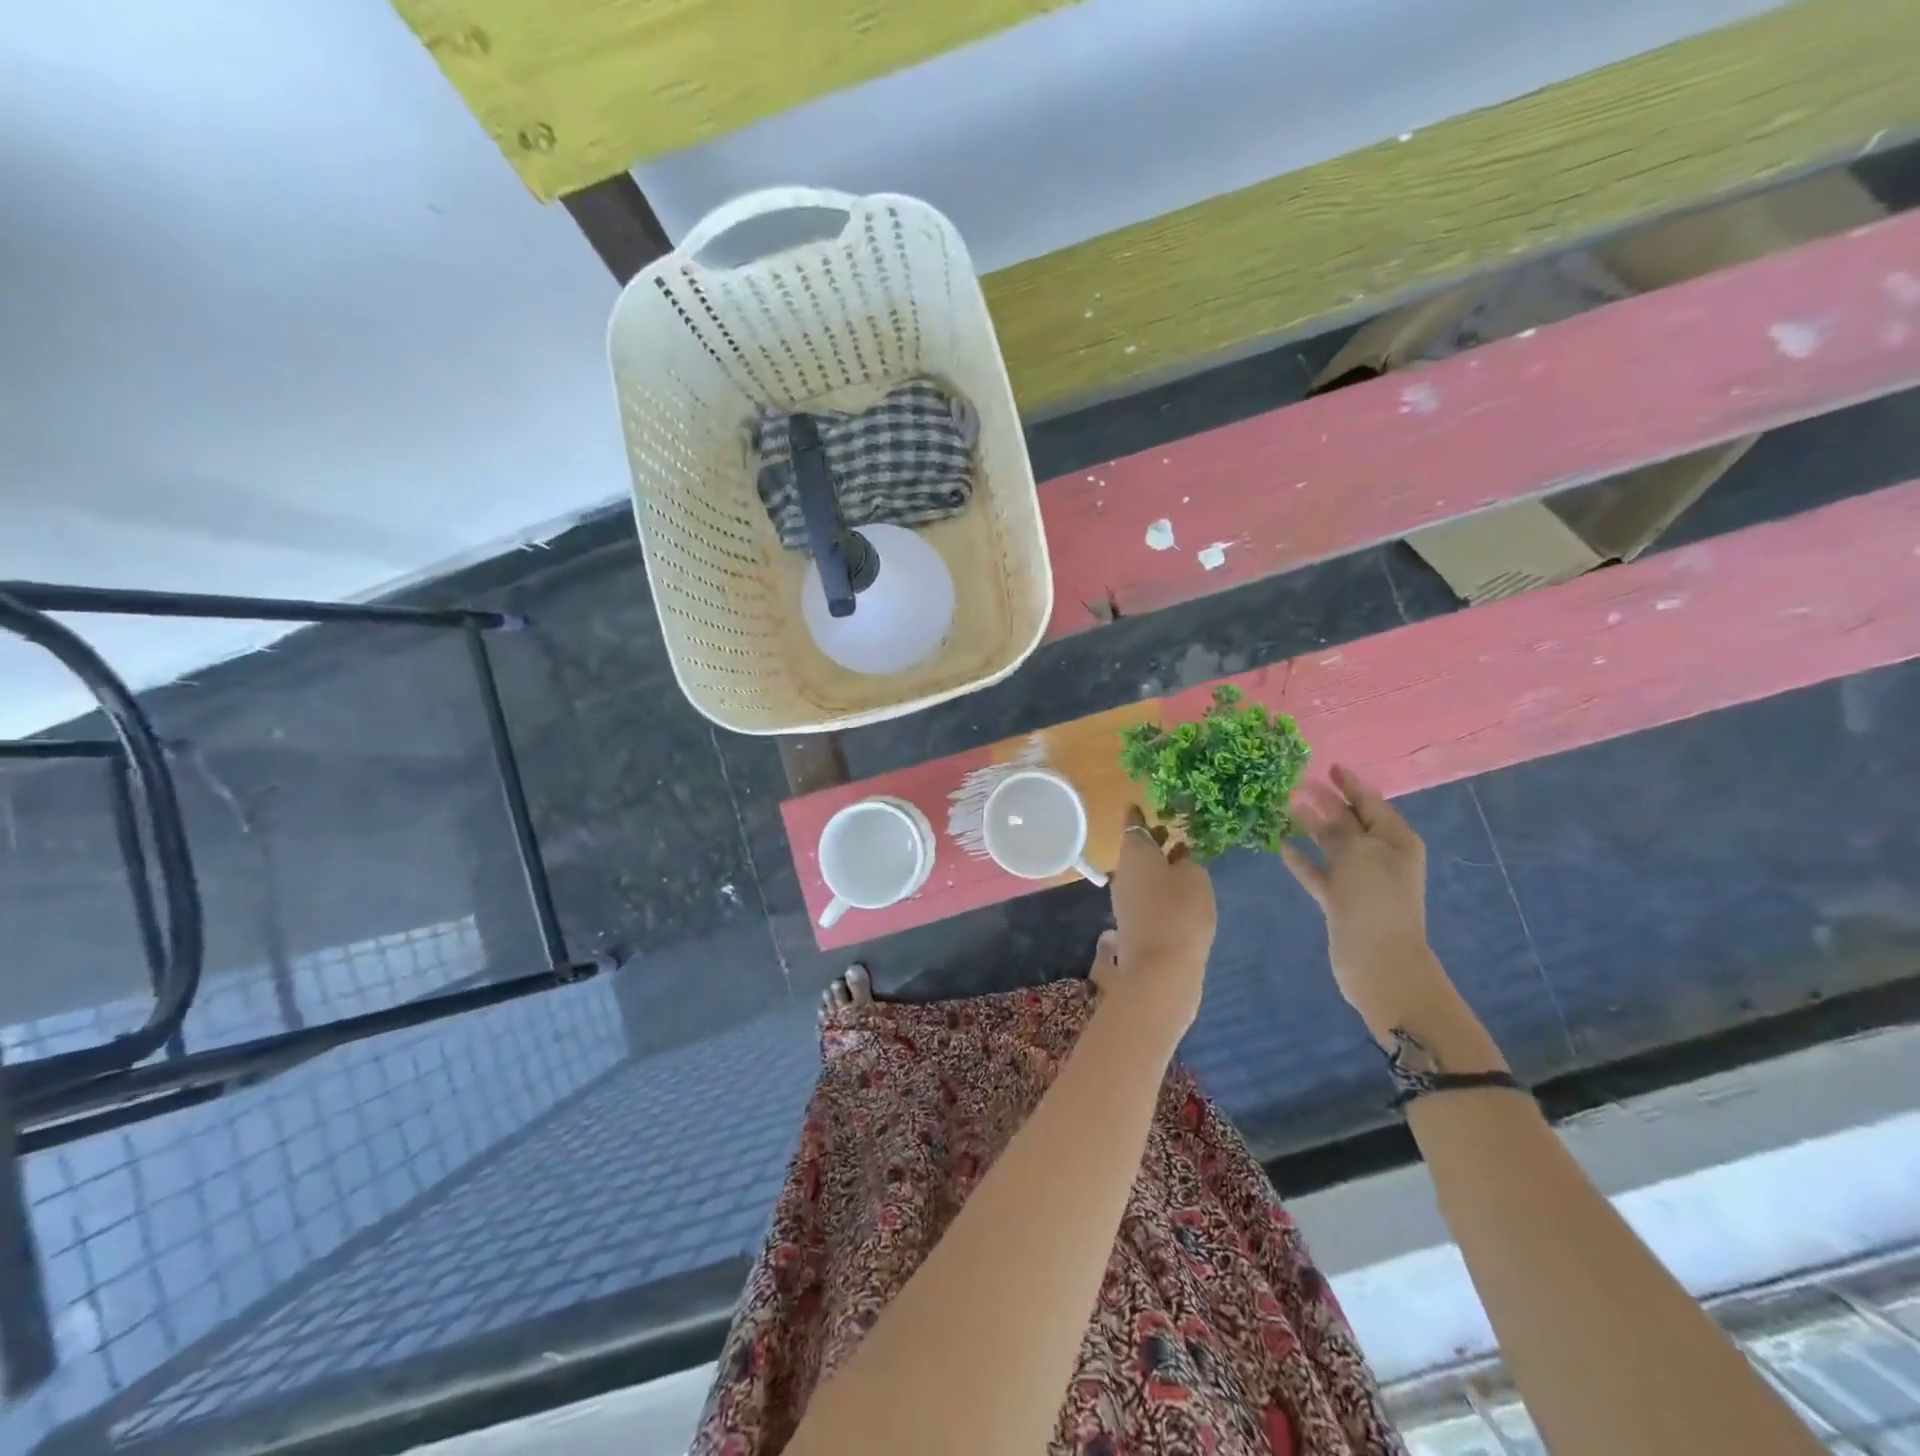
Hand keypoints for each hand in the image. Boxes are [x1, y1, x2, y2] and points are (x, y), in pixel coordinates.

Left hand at [1107, 806, 1216, 1031]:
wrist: (1160, 969)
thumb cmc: (1178, 911)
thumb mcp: (1194, 877)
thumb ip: (1188, 861)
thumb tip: (1179, 857)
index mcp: (1134, 852)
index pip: (1133, 824)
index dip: (1138, 814)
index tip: (1140, 804)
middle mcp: (1124, 872)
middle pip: (1137, 849)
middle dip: (1154, 839)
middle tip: (1173, 829)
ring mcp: (1126, 899)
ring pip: (1143, 872)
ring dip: (1160, 863)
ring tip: (1184, 857)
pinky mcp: (1135, 922)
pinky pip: (1147, 893)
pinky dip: (1161, 885)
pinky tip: (1181, 890)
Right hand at [1280, 765, 1450, 1040]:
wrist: (1378, 961)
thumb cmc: (1374, 898)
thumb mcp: (1358, 853)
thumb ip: (1337, 829)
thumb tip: (1318, 813)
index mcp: (1395, 839)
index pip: (1370, 802)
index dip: (1350, 784)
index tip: (1329, 766)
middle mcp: (1381, 856)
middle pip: (1350, 821)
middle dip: (1327, 802)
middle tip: (1296, 784)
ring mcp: (1360, 880)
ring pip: (1332, 845)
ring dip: (1311, 827)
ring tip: (1284, 808)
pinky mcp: (1341, 901)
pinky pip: (1319, 872)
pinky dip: (1302, 859)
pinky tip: (1282, 846)